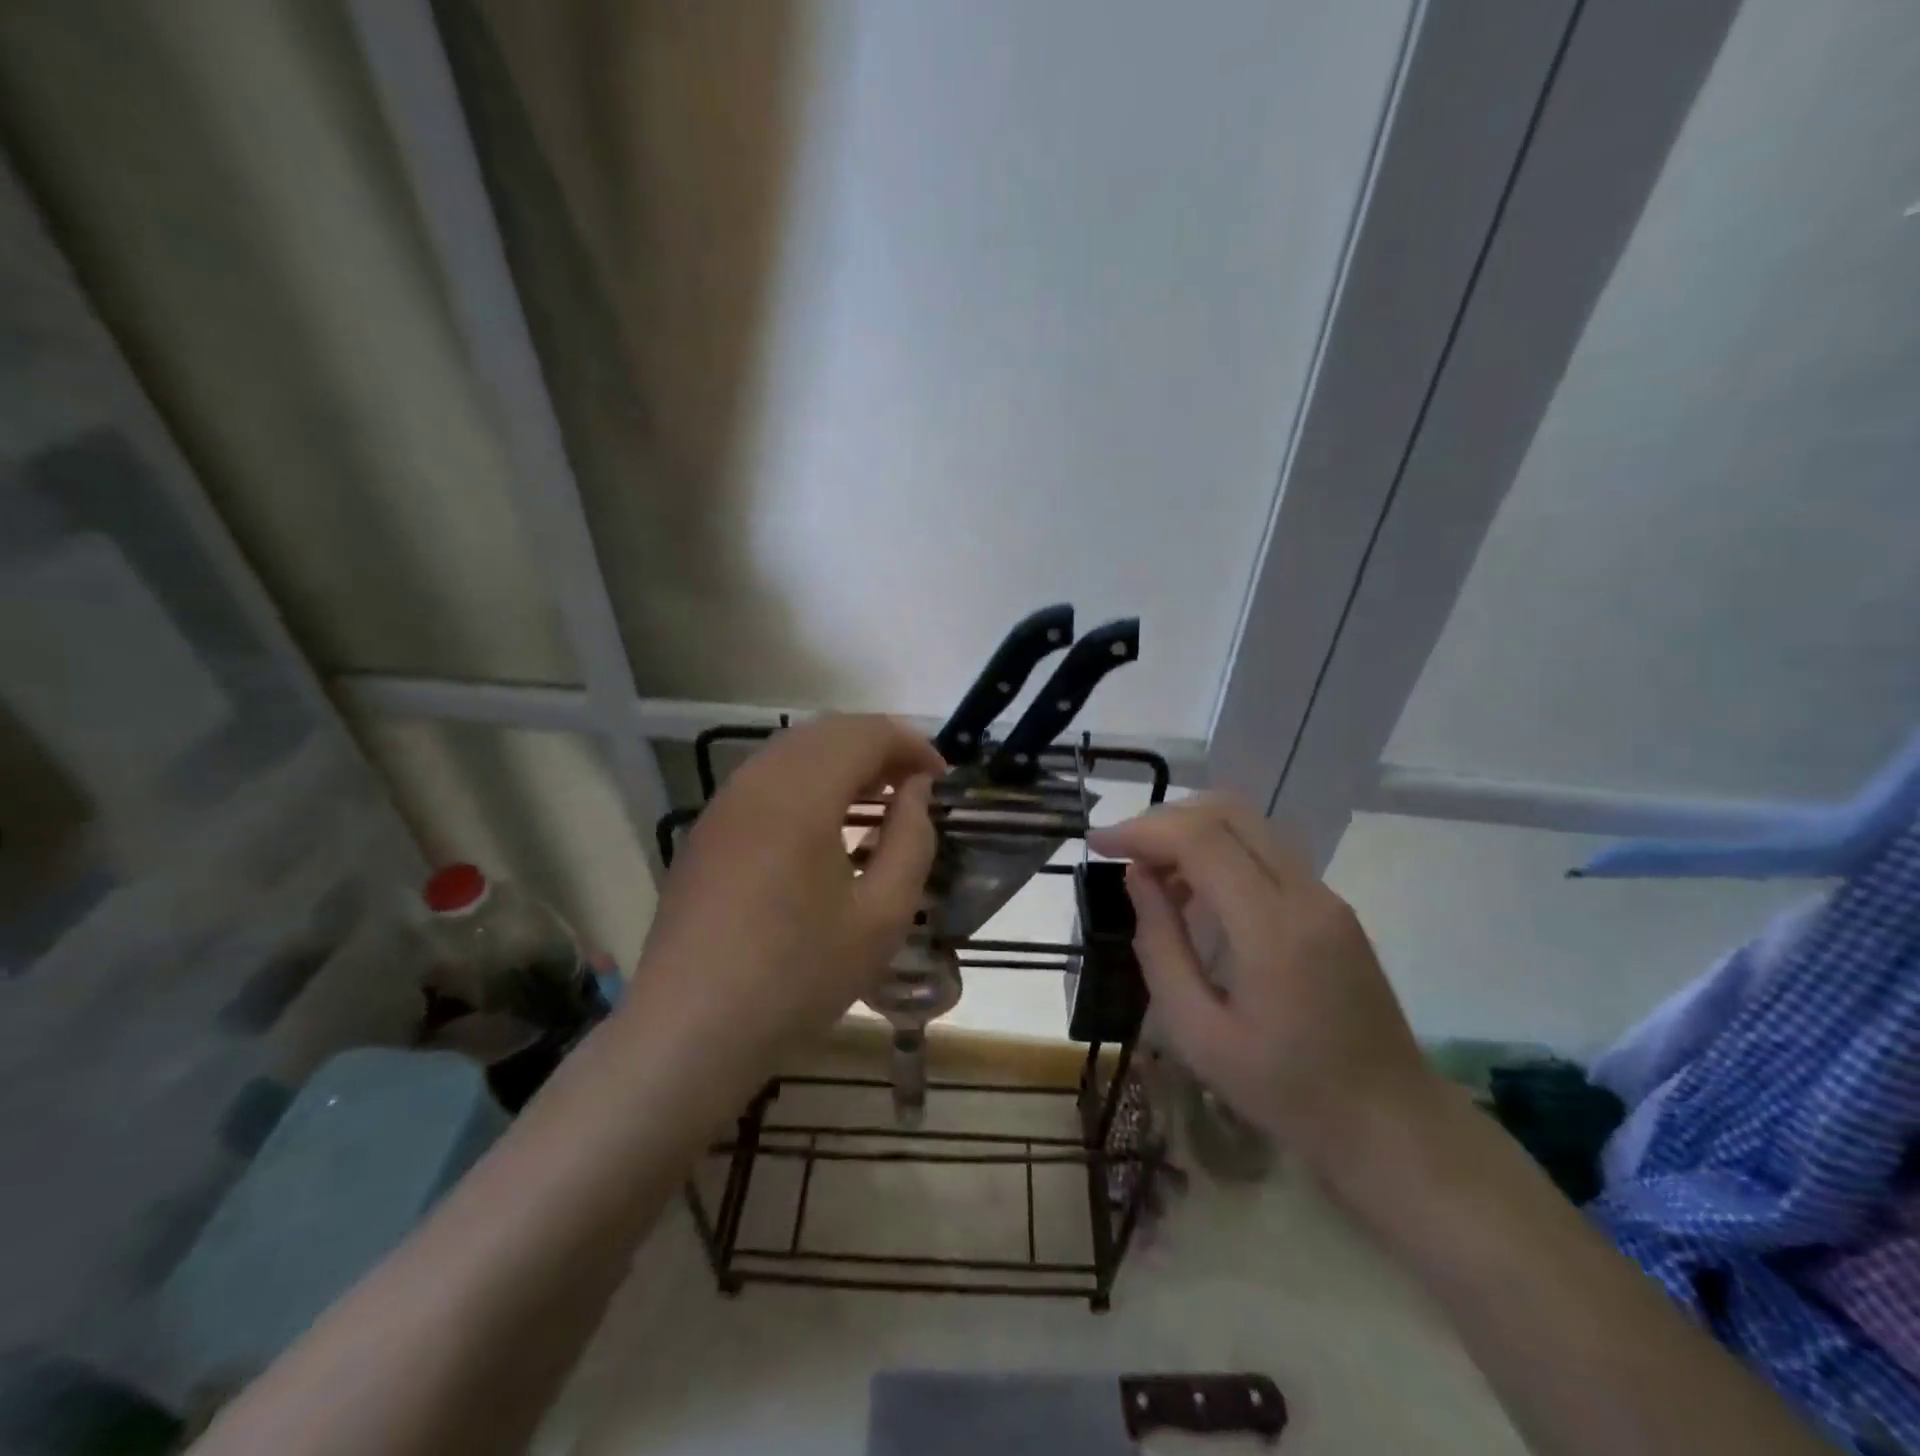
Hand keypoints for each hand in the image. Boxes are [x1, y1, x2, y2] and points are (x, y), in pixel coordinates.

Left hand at [633, 715, 943, 1053]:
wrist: (689, 1031)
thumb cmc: (797, 976)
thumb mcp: (881, 915)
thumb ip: (911, 840)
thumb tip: (916, 791)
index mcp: (800, 794)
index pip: (865, 733)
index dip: (912, 744)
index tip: (942, 778)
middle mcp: (757, 781)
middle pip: (827, 731)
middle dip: (879, 746)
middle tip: (915, 786)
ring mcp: (724, 803)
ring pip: (793, 750)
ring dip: (842, 760)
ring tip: (877, 801)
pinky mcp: (708, 829)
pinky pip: (767, 778)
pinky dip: (808, 780)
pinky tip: (825, 824)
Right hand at [1089, 796, 1433, 1170]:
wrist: (1390, 1123)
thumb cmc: (1285, 1091)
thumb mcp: (1198, 1033)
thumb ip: (1161, 946)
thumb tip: (1137, 877)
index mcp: (1273, 929)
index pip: (1201, 839)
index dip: (1142, 830)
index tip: (1097, 844)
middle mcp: (1306, 894)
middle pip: (1228, 813)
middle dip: (1164, 819)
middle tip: (1122, 851)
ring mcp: (1325, 896)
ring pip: (1249, 824)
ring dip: (1191, 831)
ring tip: (1151, 874)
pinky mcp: (1331, 906)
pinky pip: (1265, 852)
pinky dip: (1219, 851)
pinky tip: (1193, 892)